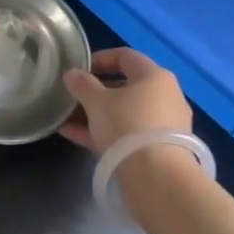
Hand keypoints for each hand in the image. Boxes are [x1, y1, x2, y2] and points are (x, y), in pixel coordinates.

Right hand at [60, 47, 192, 154]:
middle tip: (73, 97)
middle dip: (95, 92)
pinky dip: (105, 132)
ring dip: (96, 114)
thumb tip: (72, 74)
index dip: (99, 59)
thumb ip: (82, 84)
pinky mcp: (161, 149)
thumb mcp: (96, 102)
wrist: (157, 177)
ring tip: (68, 119)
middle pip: (125, 86)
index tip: (78, 70)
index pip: (125, 56)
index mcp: (154, 76)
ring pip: (125, 112)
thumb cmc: (127, 126)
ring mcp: (165, 124)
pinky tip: (75, 136)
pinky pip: (128, 133)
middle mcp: (166, 95)